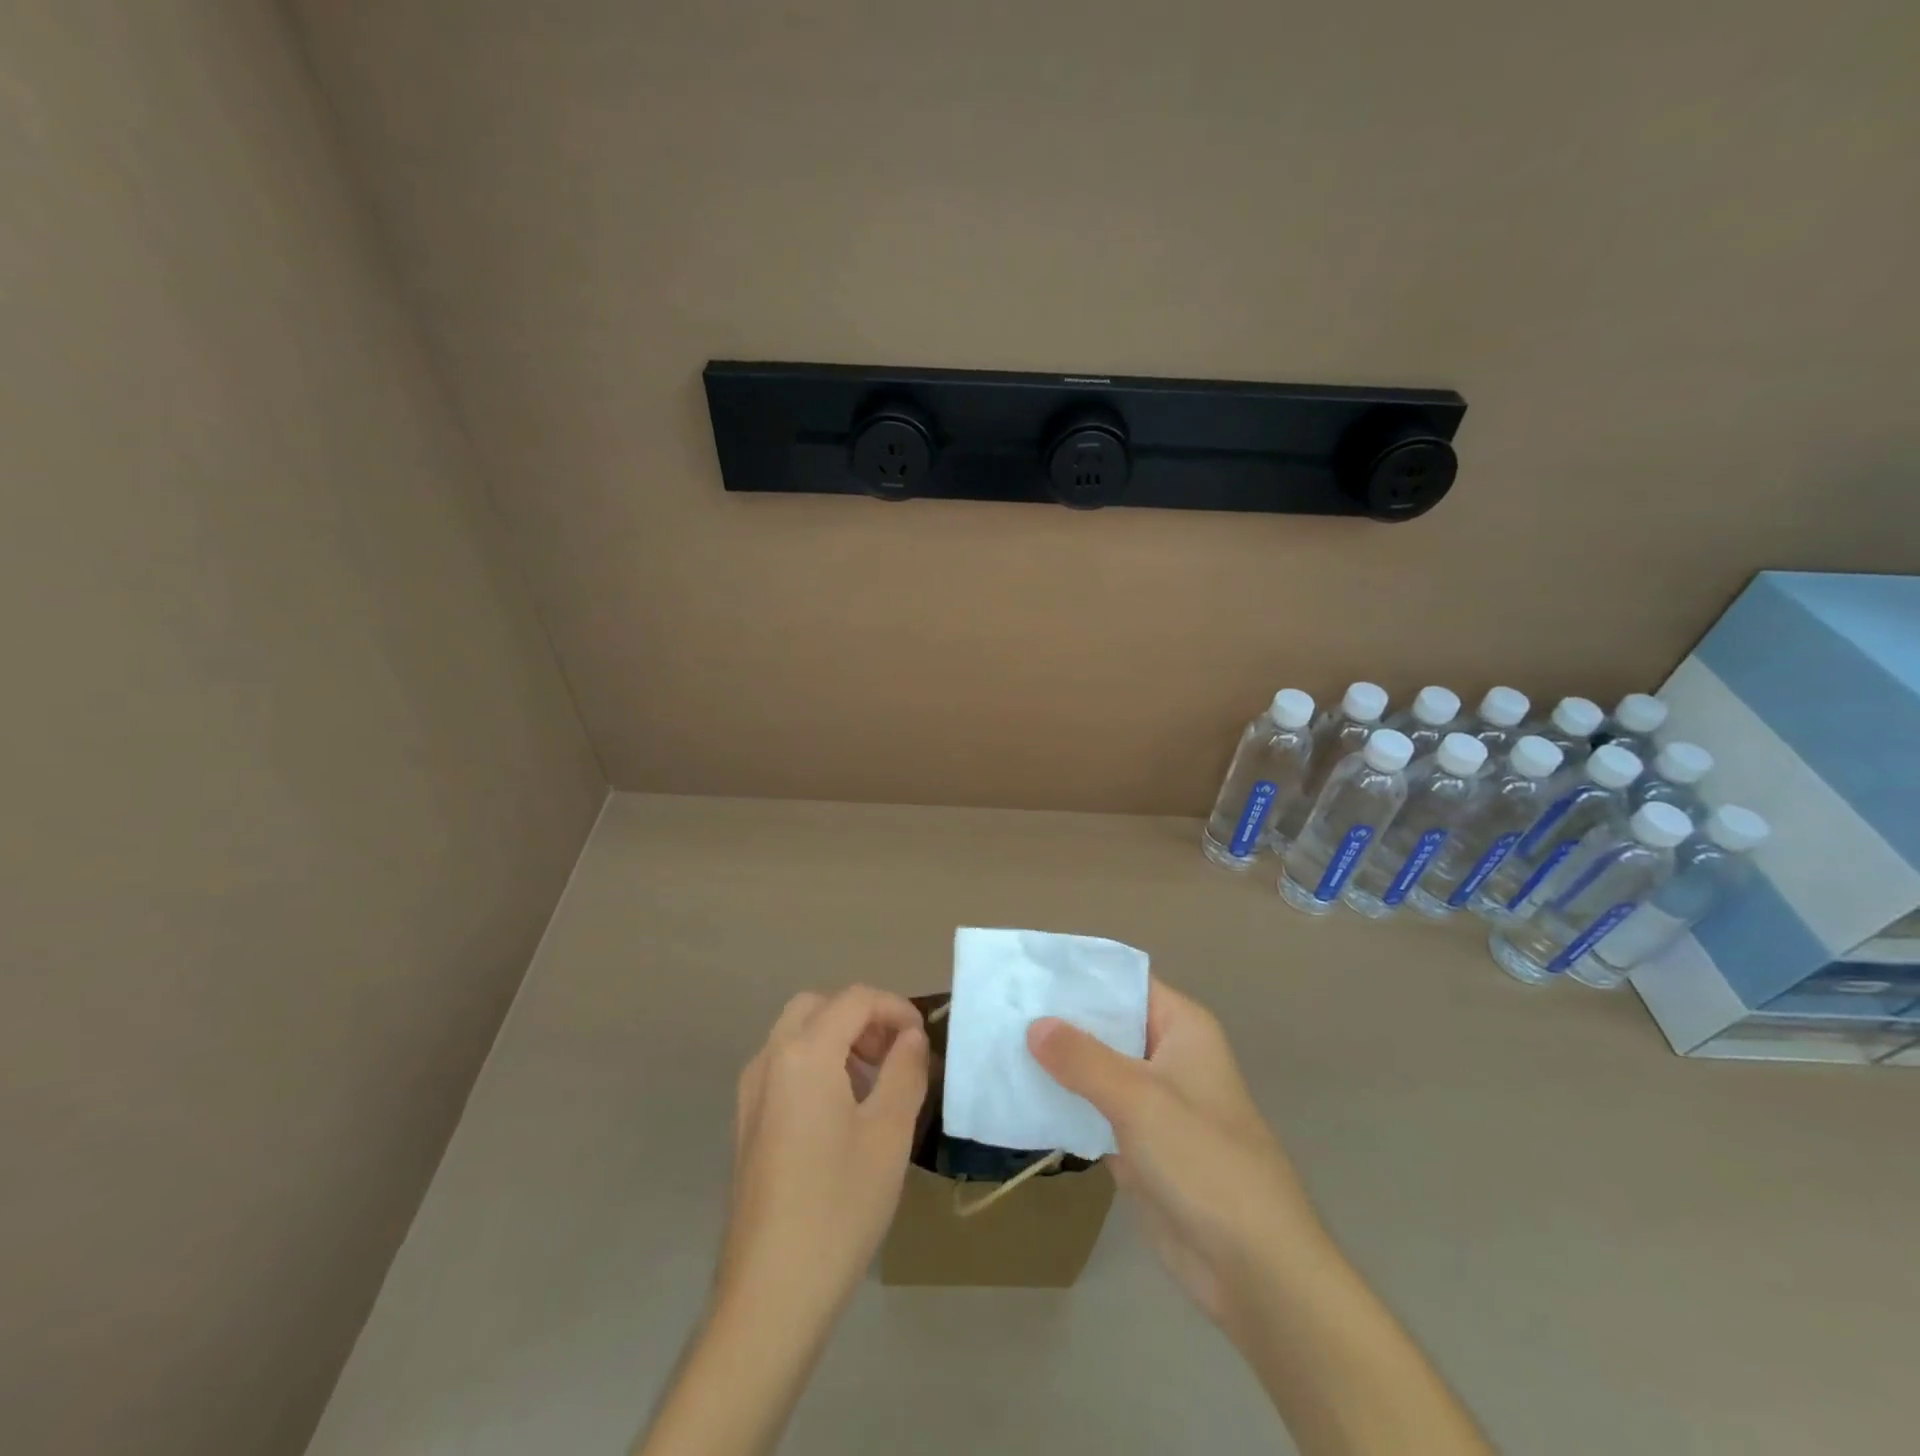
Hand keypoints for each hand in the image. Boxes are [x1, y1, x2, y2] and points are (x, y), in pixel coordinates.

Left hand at [719, 986, 928, 1323]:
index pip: (854, 999)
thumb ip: (905, 1070)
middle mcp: (770, 1059)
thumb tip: (910, 1036)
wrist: (771, 1291)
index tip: (922, 1038)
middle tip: (894, 1052)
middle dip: (861, 1017)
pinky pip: (783, 1066)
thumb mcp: (889, 1133)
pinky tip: (840, 1110)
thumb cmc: (840, 1205)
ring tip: (874, 1082)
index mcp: (805, 1053)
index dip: (894, 1007)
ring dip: (837, 1038)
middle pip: (818, 1006)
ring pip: (796, 1034)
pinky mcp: (746, 1122)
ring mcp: (751, 1092)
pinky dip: (815, 1062)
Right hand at [1027, 980, 1325, 1340]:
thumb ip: (1082, 1058)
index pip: (1124, 982)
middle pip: (1106, 1024)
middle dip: (1058, 1018)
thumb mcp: (1139, 1099)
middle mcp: (1167, 1055)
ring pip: (1095, 1068)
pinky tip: (1017, 1095)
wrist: (1254, 1267)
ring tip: (998, 1044)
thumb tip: (1034, 1024)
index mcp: (1181, 1027)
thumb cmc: (1204, 1161)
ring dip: (1055, 1063)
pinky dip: (1062, 1103)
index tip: (1028, 969)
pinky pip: (1092, 1110)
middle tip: (1000, 1006)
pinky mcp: (1138, 1144)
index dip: (1080, 973)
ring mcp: (1152, 1102)